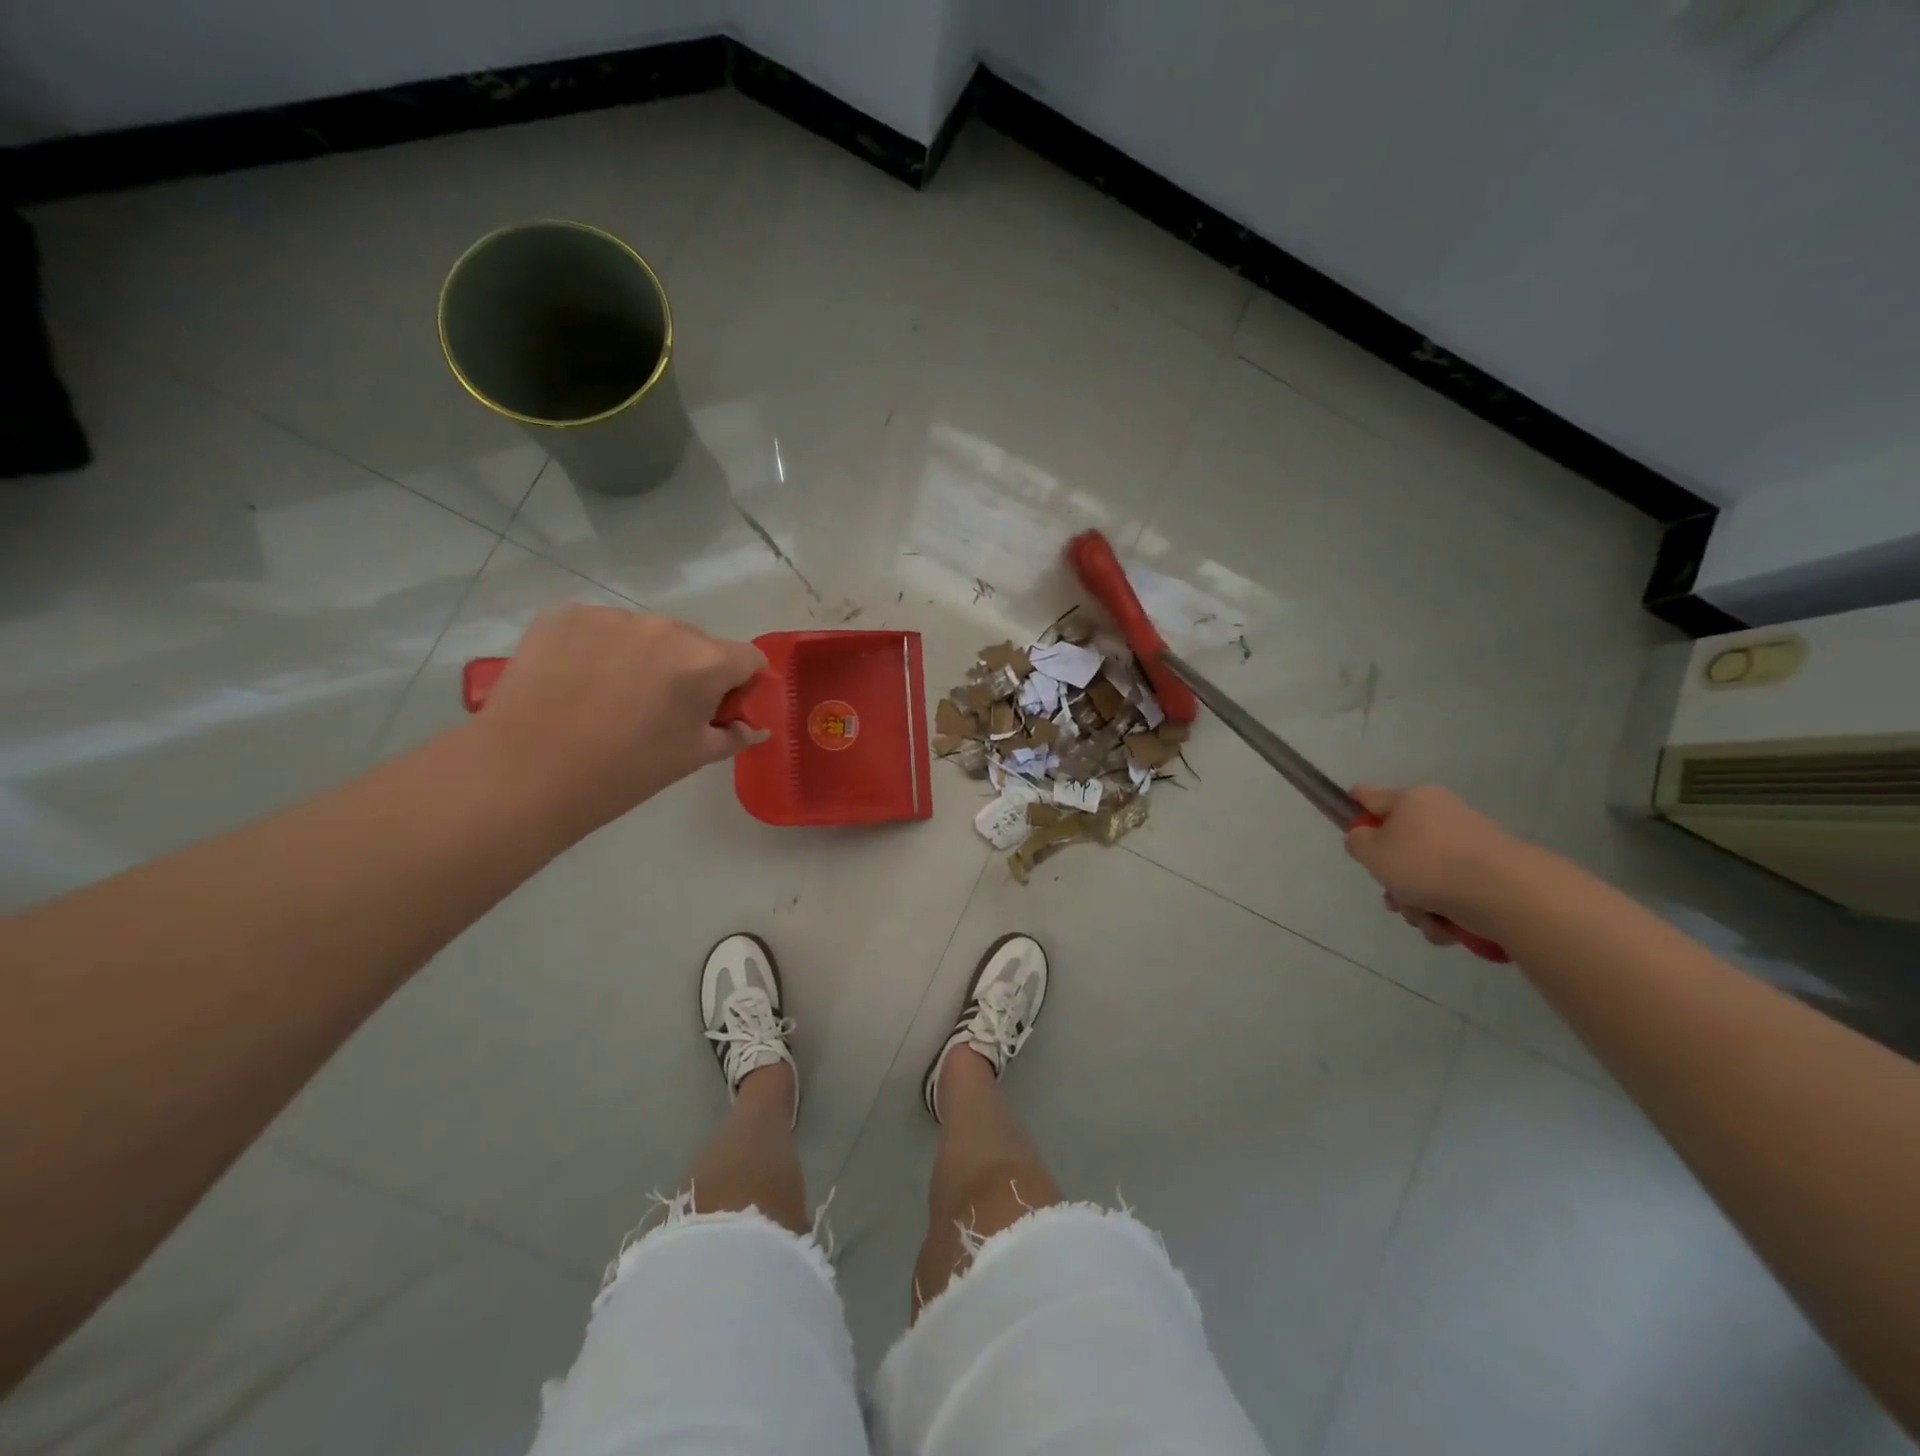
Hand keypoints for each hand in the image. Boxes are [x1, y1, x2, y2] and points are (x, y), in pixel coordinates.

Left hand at [468, 605, 767, 840]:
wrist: (525, 773)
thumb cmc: (624, 772)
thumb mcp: (691, 758)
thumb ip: (732, 735)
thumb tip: (754, 727)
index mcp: (704, 661)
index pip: (748, 658)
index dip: (742, 684)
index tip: (720, 709)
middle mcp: (664, 627)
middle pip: (696, 643)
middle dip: (690, 670)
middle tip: (662, 710)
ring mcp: (612, 616)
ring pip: (646, 634)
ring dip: (644, 657)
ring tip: (612, 697)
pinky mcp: (565, 614)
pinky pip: (600, 628)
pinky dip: (599, 649)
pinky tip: (578, 682)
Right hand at [1343, 785, 1529, 946]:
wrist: (1507, 893)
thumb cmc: (1427, 865)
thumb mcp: (1372, 852)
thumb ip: (1357, 841)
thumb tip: (1366, 837)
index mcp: (1411, 799)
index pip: (1367, 795)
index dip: (1353, 813)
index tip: (1352, 838)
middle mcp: (1441, 813)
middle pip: (1399, 844)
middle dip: (1392, 876)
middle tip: (1392, 897)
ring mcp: (1469, 841)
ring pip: (1425, 873)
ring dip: (1417, 900)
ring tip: (1425, 918)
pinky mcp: (1492, 869)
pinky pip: (1454, 889)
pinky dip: (1445, 909)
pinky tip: (1447, 925)